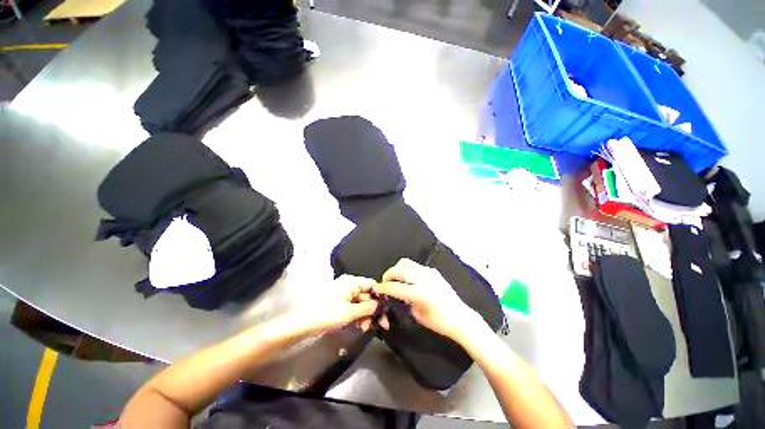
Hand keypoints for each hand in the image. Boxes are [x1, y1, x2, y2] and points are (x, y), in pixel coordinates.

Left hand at [287, 275, 379, 337]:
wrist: (302, 324)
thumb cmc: (326, 314)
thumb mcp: (350, 312)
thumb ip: (369, 307)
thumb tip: (383, 305)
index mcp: (351, 281)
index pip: (372, 284)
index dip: (380, 296)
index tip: (386, 310)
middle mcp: (349, 284)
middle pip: (367, 295)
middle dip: (373, 310)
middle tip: (379, 324)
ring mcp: (344, 293)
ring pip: (361, 302)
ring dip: (366, 315)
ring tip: (366, 327)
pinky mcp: (340, 302)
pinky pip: (354, 306)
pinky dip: (358, 315)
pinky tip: (361, 326)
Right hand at [373, 258, 481, 339]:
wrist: (459, 317)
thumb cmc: (439, 321)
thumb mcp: (417, 314)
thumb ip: (404, 300)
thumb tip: (396, 293)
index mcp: (418, 292)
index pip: (394, 286)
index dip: (383, 287)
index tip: (377, 288)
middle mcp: (422, 278)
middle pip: (398, 270)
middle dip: (387, 275)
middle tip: (384, 283)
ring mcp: (428, 271)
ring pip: (405, 263)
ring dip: (396, 270)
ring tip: (394, 279)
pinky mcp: (432, 270)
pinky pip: (414, 265)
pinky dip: (406, 269)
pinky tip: (407, 278)